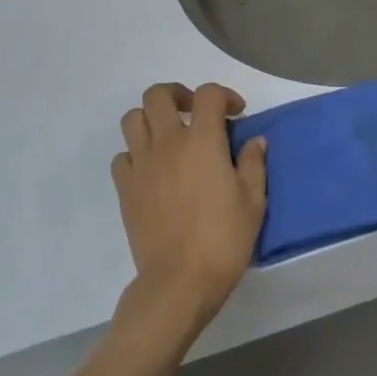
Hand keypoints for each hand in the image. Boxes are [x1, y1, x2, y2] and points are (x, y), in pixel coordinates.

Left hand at [110, 82, 267, 337]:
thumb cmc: (223, 239)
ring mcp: (141, 164)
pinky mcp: (125, 188)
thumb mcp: (253, 201)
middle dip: (178, 95)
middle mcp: (167, 143)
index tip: (236, 114)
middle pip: (158, 94)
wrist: (179, 281)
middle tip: (195, 113)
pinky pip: (122, 156)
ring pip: (133, 119)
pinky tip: (153, 170)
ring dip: (152, 119)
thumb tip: (254, 141)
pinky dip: (136, 153)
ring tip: (170, 137)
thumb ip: (253, 164)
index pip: (208, 94)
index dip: (224, 96)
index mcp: (202, 141)